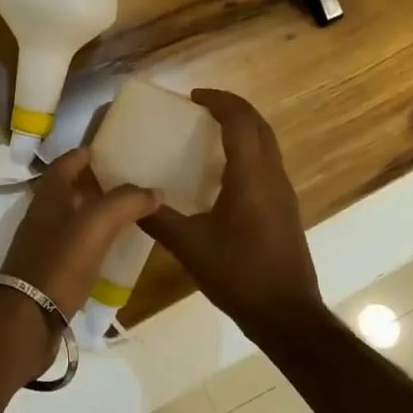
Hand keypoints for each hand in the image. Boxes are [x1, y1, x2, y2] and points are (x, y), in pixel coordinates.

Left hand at [0, 149, 160, 320]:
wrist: (26, 319)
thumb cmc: (59, 262)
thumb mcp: (96, 224)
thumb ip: (125, 202)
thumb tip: (155, 191)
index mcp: (48, 197)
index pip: (65, 163)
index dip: (83, 154)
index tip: (104, 149)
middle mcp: (42, 216)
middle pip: (66, 191)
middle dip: (92, 184)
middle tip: (125, 184)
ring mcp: (42, 246)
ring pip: (70, 220)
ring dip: (93, 215)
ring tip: (125, 217)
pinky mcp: (48, 273)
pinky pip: (73, 249)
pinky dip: (91, 244)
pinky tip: (110, 252)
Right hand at [141, 90, 322, 337]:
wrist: (287, 316)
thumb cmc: (239, 275)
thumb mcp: (189, 246)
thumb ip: (157, 218)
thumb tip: (126, 198)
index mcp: (251, 176)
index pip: (240, 121)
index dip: (218, 101)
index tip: (192, 97)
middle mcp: (272, 176)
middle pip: (259, 126)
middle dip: (232, 109)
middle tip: (200, 108)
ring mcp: (283, 194)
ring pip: (267, 144)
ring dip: (242, 129)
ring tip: (208, 132)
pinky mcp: (284, 210)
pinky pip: (267, 164)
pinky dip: (247, 151)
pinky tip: (222, 173)